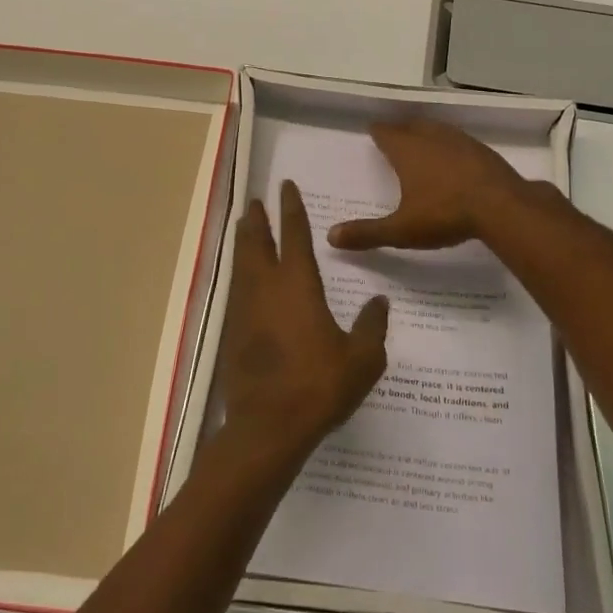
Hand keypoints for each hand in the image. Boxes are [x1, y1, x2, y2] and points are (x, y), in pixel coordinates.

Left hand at [216, 181, 388, 469]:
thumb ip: (372, 326)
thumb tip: (379, 301)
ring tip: (244, 229)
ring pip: (242, 264)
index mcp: (298, 285)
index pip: (294, 234)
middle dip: (257, 219)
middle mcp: (266, 288)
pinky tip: (245, 281)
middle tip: (255, 202)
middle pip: (257, 242)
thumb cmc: (319, 386)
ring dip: (244, 242)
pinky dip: (240, 273)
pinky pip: (237, 290)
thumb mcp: (362, 359)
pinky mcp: (232, 332)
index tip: (285, 186)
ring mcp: (245, 309)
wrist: (268, 426)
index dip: (291, 208)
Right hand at [327, 118, 530, 251]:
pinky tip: (454, 159)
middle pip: (411, 125)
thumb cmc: (445, 214)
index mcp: (407, 151)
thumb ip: (367, 233)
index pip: (386, 133)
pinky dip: (450, 146)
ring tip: (422, 142)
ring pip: (437, 129)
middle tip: (394, 135)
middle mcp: (431, 138)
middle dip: (401, 129)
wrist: (502, 207)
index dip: (378, 132)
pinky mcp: (482, 151)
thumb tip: (330, 236)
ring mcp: (460, 141)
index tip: (373, 131)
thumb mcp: (401, 230)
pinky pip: (459, 141)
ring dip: (427, 133)